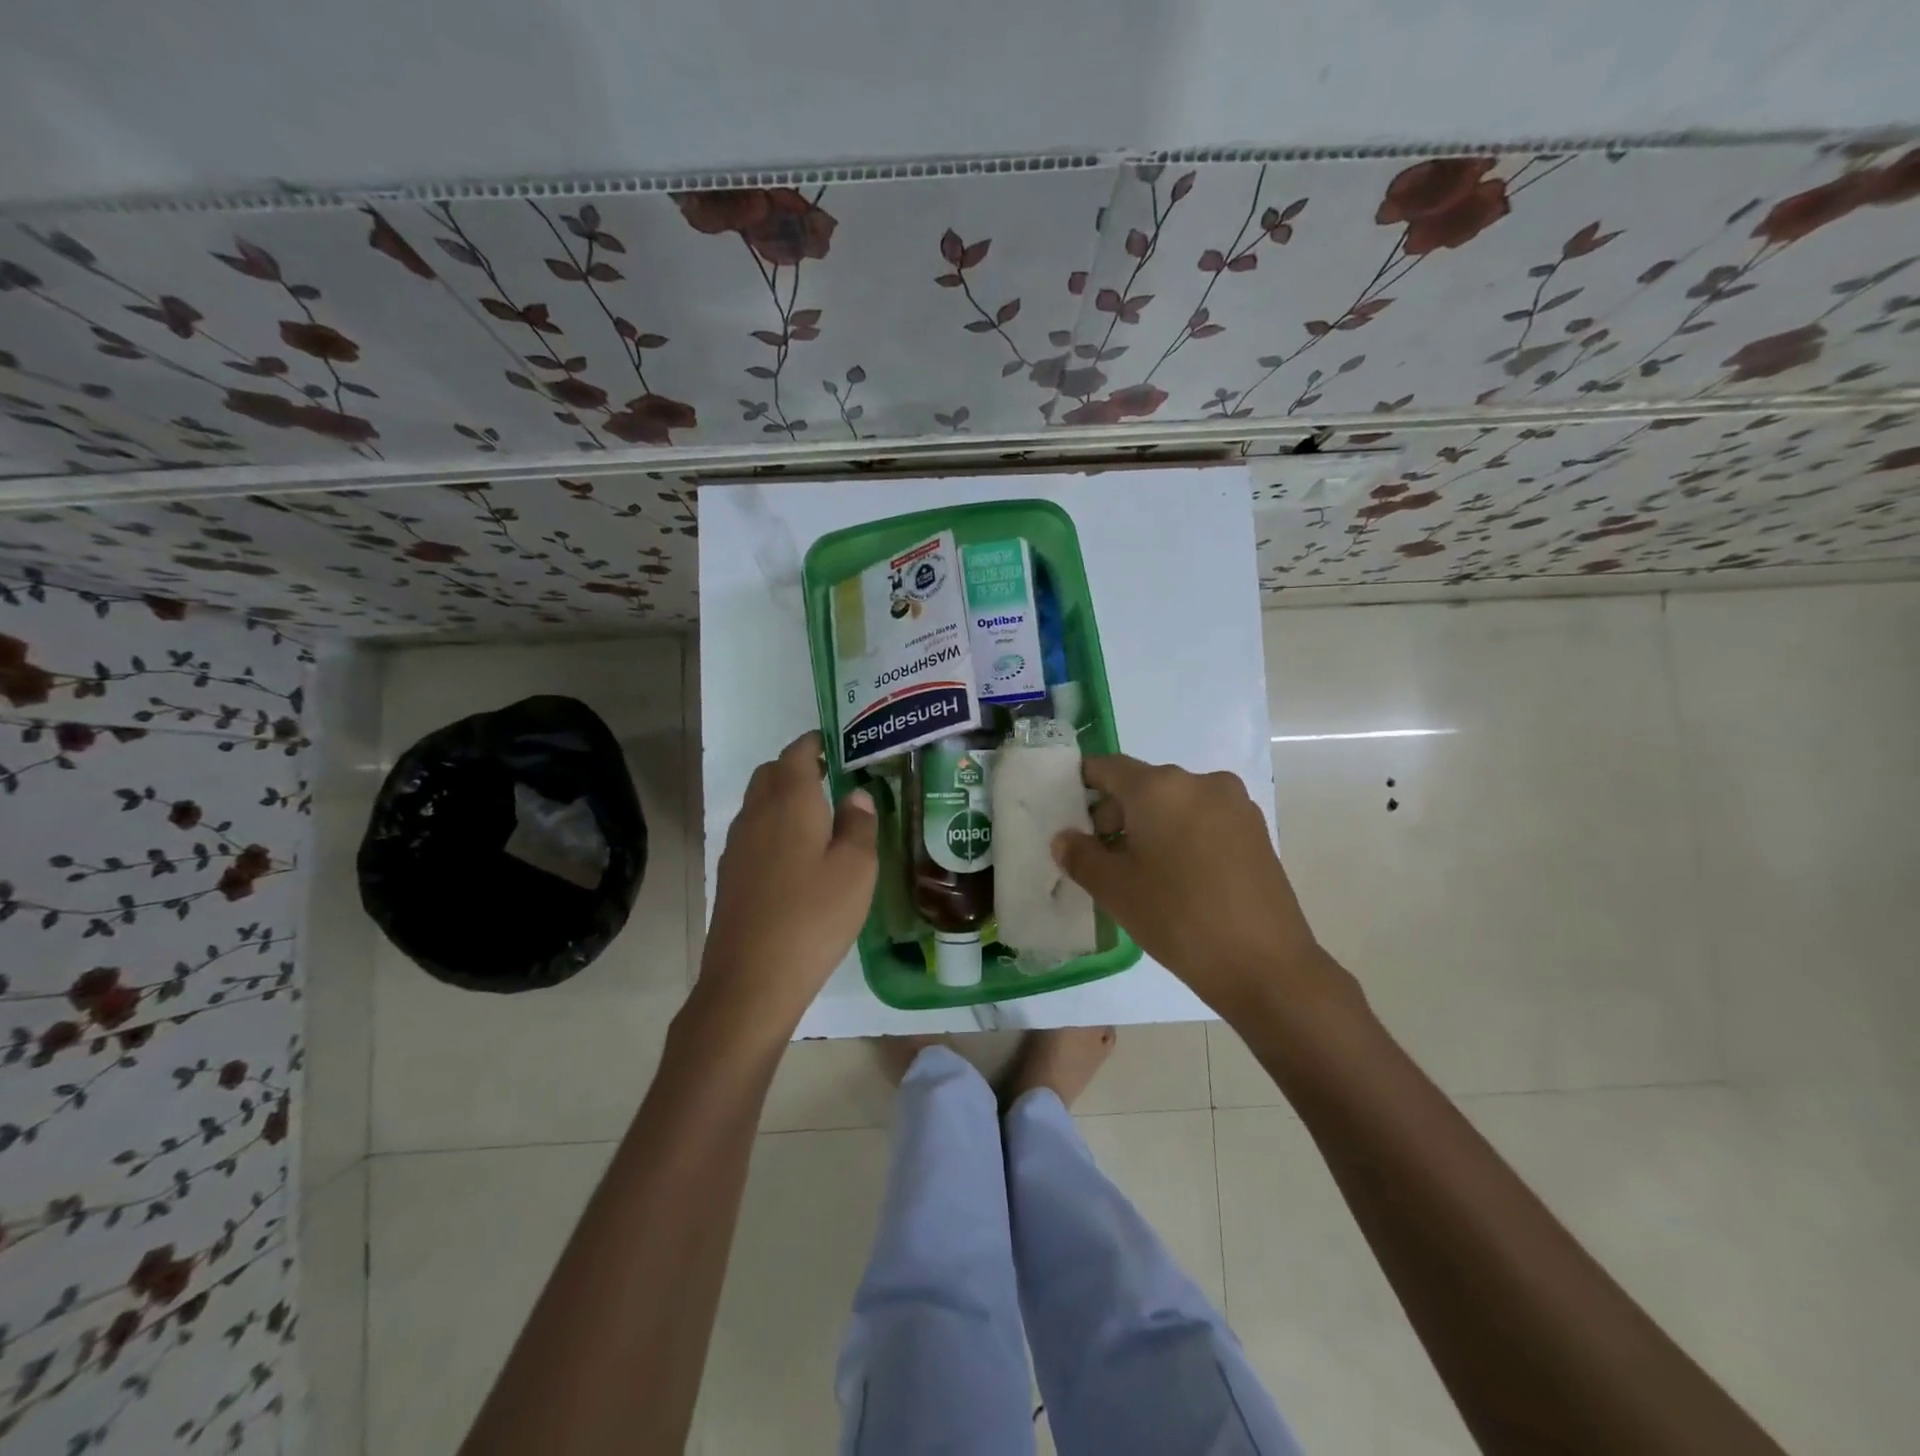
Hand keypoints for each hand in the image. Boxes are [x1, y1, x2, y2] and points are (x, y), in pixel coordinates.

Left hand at [698, 731, 877, 1037]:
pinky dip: (773, 827)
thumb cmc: (814, 917)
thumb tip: (857, 796)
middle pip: (771, 773)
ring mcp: (737, 845)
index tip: (838, 744)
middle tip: (832, 777)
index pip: (797, 753)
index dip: (816, 743)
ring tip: (819, 815)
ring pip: (758, 803)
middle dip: (798, 767)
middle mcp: (756, 814)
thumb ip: (860, 825)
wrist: (751, 980)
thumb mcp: (856, 869)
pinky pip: (753, 832)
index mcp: (790, 802)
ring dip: (784, 797)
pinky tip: (796, 856)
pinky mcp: (730, 875)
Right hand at [1052, 755, 1355, 1019]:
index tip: (1070, 816)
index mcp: (1159, 787)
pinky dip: (1183, 836)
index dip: (1083, 785)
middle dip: (1117, 814)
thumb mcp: (1114, 889)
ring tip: (1143, 873)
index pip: (1108, 767)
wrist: (1265, 964)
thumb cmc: (1177, 917)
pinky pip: (1204, 819)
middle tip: (1103, 858)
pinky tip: (1180, 878)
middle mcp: (1199, 782)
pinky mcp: (1256, 830)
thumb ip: (1080, 855)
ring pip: (1175, 803)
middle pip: (1143, 785)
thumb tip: (1065, 838)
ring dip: (1151, 827)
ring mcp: (1234, 804)